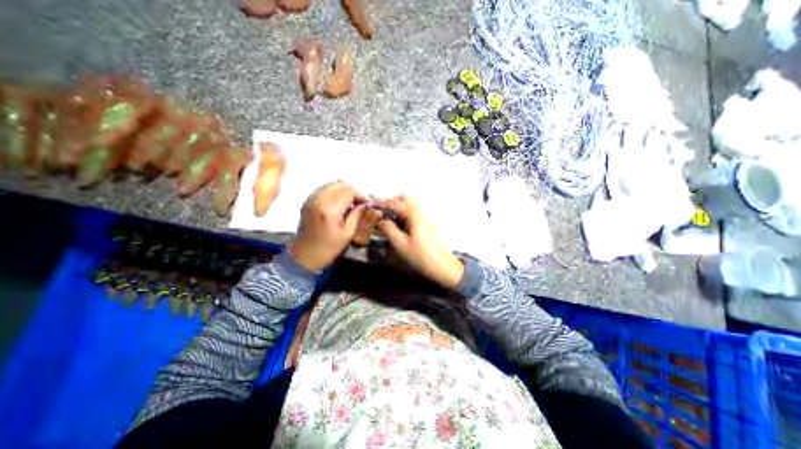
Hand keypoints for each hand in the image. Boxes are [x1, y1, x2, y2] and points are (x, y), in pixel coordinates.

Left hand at [287, 181, 364, 270]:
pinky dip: (334, 192)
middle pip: (340, 184)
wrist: (304, 255)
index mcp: (330, 210)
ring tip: (349, 203)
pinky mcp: (308, 201)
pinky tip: (338, 203)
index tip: (366, 204)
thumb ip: (357, 215)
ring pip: (332, 184)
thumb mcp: (348, 234)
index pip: (349, 191)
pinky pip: (324, 189)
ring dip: (343, 190)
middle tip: (359, 203)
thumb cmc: (329, 248)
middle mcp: (319, 200)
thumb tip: (365, 204)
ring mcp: (311, 199)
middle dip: (352, 191)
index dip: (360, 195)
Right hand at [379, 194, 465, 286]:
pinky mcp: (428, 225)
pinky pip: (415, 213)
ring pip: (412, 205)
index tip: (373, 203)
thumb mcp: (401, 245)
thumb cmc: (421, 257)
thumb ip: (390, 230)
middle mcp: (422, 213)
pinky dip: (405, 213)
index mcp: (415, 216)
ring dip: (400, 207)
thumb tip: (381, 220)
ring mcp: (427, 218)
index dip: (384, 202)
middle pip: (407, 199)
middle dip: (394, 201)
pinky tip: (400, 224)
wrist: (443, 266)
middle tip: (383, 210)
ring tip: (389, 217)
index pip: (397, 203)